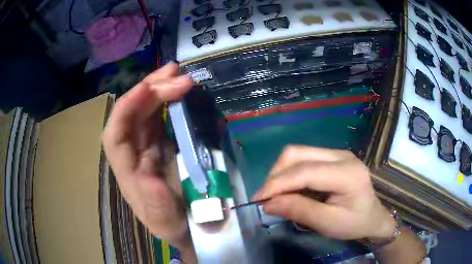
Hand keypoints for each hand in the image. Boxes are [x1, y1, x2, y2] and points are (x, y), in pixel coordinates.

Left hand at [102, 63, 194, 251]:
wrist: (193, 227)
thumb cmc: (178, 227)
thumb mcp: (167, 224)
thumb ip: (156, 205)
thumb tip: (150, 178)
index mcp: (128, 174)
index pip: (115, 135)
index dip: (127, 109)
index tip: (150, 89)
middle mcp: (133, 155)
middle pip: (131, 115)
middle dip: (150, 90)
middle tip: (176, 73)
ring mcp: (147, 147)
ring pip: (144, 111)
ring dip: (158, 89)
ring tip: (177, 72)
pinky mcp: (162, 144)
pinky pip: (160, 117)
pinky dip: (168, 100)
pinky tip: (179, 89)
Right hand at [253, 145, 395, 240]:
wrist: (373, 216)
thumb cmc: (354, 223)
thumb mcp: (328, 223)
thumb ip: (299, 211)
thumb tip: (268, 203)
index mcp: (347, 173)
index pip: (305, 171)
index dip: (277, 184)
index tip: (258, 199)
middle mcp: (342, 155)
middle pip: (297, 153)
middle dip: (276, 175)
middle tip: (267, 198)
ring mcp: (337, 153)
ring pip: (298, 153)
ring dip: (281, 173)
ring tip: (277, 195)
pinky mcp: (332, 157)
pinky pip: (304, 158)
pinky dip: (290, 173)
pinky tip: (291, 189)